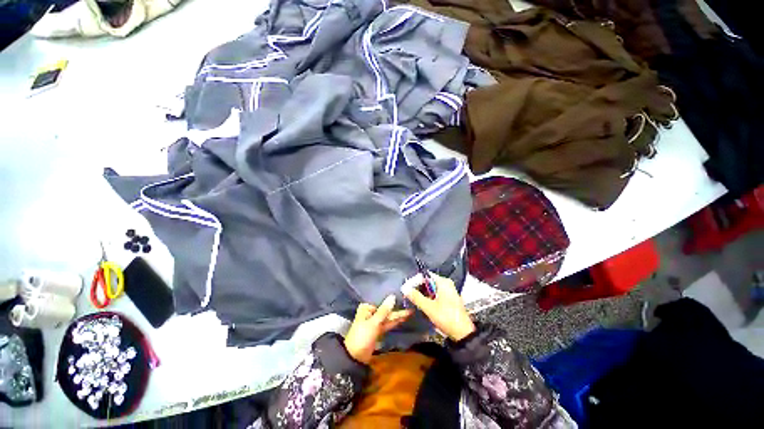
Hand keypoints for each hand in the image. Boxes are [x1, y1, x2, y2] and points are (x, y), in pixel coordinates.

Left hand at [344, 295, 412, 363]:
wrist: (355, 358)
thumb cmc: (362, 336)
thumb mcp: (373, 323)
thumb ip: (384, 310)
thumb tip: (393, 296)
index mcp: (367, 308)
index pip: (381, 300)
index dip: (391, 298)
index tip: (402, 294)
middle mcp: (371, 312)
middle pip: (385, 309)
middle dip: (397, 308)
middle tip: (409, 304)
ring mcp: (375, 322)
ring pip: (388, 317)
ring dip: (398, 315)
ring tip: (410, 311)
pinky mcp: (378, 330)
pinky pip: (388, 324)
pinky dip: (395, 322)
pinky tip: (404, 318)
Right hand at [401, 272, 475, 341]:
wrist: (463, 334)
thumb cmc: (446, 317)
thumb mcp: (429, 307)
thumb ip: (416, 297)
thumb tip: (405, 288)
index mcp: (444, 282)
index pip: (426, 275)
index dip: (415, 281)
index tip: (407, 288)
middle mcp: (447, 284)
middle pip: (429, 282)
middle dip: (419, 288)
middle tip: (409, 295)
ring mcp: (449, 292)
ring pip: (432, 289)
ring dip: (423, 294)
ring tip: (414, 300)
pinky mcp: (450, 300)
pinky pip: (436, 294)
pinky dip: (430, 298)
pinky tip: (424, 305)